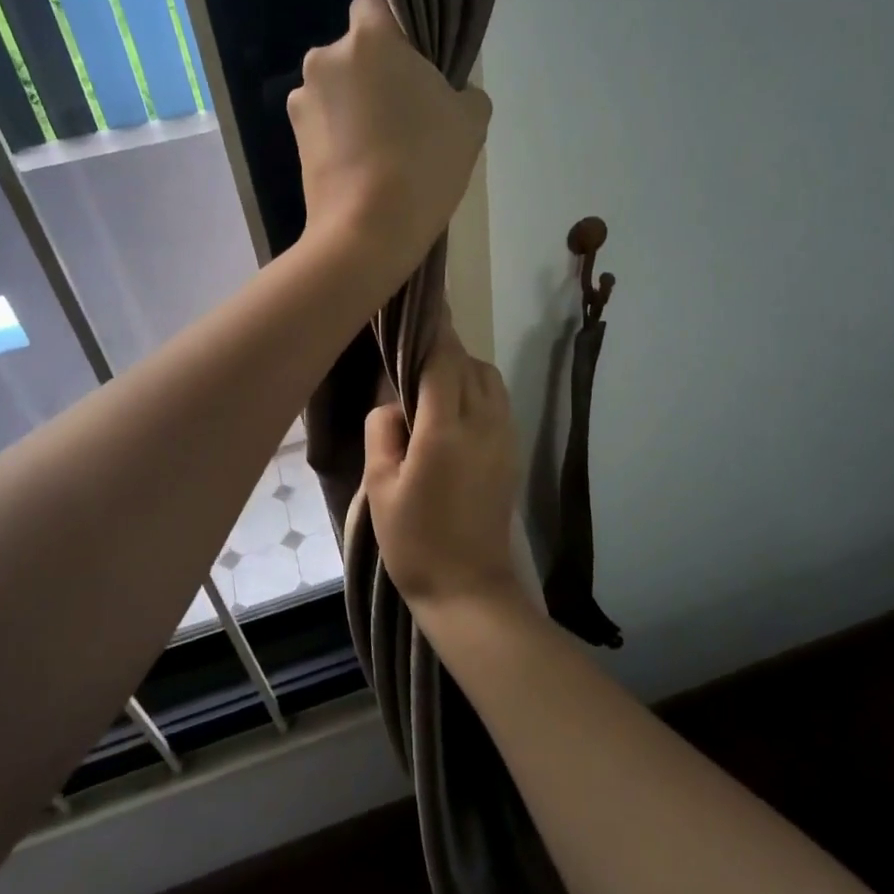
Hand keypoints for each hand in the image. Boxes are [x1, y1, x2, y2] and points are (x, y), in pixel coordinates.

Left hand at [289, 0, 491, 278]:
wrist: (368, 232)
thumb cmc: (424, 164)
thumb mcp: (470, 122)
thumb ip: (465, 91)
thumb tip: (453, 93)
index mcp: (369, 39)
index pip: (375, 2)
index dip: (397, 27)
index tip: (417, 62)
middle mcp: (325, 58)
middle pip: (356, 52)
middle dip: (378, 73)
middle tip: (409, 114)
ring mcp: (302, 101)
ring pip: (339, 89)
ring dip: (357, 107)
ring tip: (386, 150)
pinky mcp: (293, 140)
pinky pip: (326, 123)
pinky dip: (342, 136)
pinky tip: (366, 169)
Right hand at [364, 325, 524, 610]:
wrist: (468, 587)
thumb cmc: (415, 541)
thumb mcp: (380, 487)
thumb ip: (383, 430)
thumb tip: (395, 403)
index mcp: (445, 430)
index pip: (443, 360)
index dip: (432, 330)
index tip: (420, 306)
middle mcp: (483, 423)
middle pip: (469, 363)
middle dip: (444, 350)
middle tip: (413, 354)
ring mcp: (505, 436)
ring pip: (489, 379)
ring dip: (464, 369)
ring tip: (433, 384)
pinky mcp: (513, 451)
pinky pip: (498, 401)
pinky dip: (478, 390)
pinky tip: (455, 411)